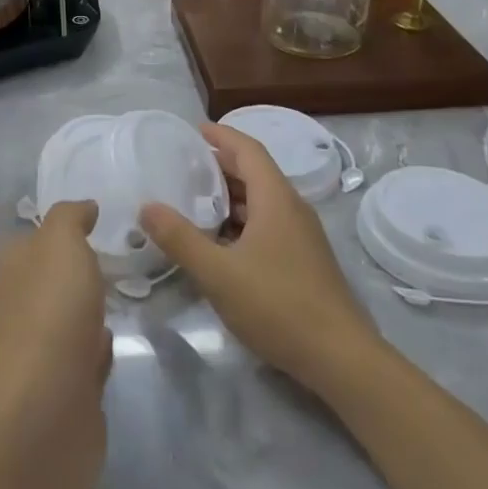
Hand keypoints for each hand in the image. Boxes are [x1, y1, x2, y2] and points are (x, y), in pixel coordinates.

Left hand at [0, 201, 108, 488]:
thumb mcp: (60, 244)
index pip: (37, 239)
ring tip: (127, 294)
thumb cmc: (52, 314)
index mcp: (15, 269)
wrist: (45, 412)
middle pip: (55, 280)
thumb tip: (84, 207)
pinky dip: (99, 351)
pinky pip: (86, 361)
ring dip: (92, 311)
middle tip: (124, 257)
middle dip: (81, 271)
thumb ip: (69, 218)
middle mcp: (23, 307)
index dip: (64, 229)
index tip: (100, 222)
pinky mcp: (66, 391)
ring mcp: (42, 352)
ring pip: (72, 319)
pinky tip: (115, 343)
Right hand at [140, 124, 378, 395]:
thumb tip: (147, 207)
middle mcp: (292, 209)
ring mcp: (302, 236)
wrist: (340, 358)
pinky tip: (219, 241)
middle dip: (221, 164)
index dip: (222, 136)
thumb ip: (180, 238)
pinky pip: (268, 224)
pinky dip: (241, 221)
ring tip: (194, 199)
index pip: (248, 150)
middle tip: (183, 165)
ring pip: (262, 201)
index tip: (194, 130)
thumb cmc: (278, 305)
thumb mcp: (218, 273)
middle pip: (255, 173)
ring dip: (230, 195)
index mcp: (276, 199)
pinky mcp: (304, 261)